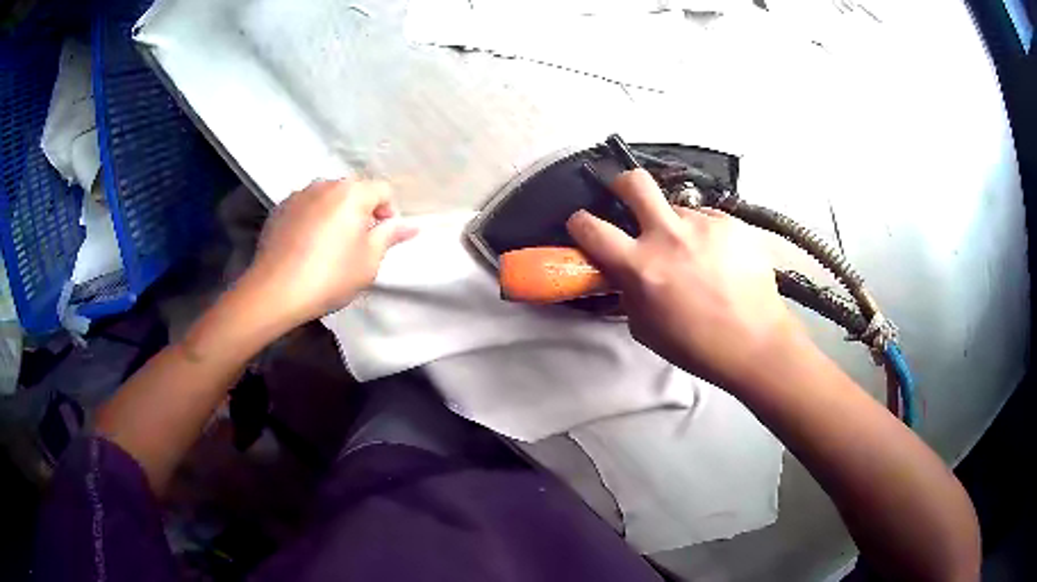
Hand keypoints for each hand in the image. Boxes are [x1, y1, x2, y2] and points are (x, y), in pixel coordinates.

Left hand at [242, 179, 416, 327]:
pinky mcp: (279, 208)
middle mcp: (325, 184)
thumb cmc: (329, 277)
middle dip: (361, 212)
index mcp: (352, 192)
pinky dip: (312, 219)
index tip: (381, 240)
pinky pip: (306, 207)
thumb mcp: (368, 261)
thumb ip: (390, 236)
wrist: (275, 291)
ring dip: (335, 214)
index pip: (383, 190)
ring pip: (328, 198)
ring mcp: (299, 194)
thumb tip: (410, 225)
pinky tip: (306, 247)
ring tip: (328, 246)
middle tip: (356, 245)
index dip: (388, 214)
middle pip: (354, 191)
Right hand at [566, 169, 804, 391]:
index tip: (582, 224)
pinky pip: (706, 219)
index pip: (591, 227)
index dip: (579, 222)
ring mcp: (704, 225)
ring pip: (677, 207)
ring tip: (693, 253)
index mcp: (641, 266)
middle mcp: (669, 235)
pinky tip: (718, 258)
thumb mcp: (645, 327)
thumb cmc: (696, 345)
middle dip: (621, 184)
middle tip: (626, 197)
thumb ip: (628, 292)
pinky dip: (703, 234)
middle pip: (634, 182)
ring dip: (674, 225)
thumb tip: (622, 272)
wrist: (754, 342)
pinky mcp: (730, 223)